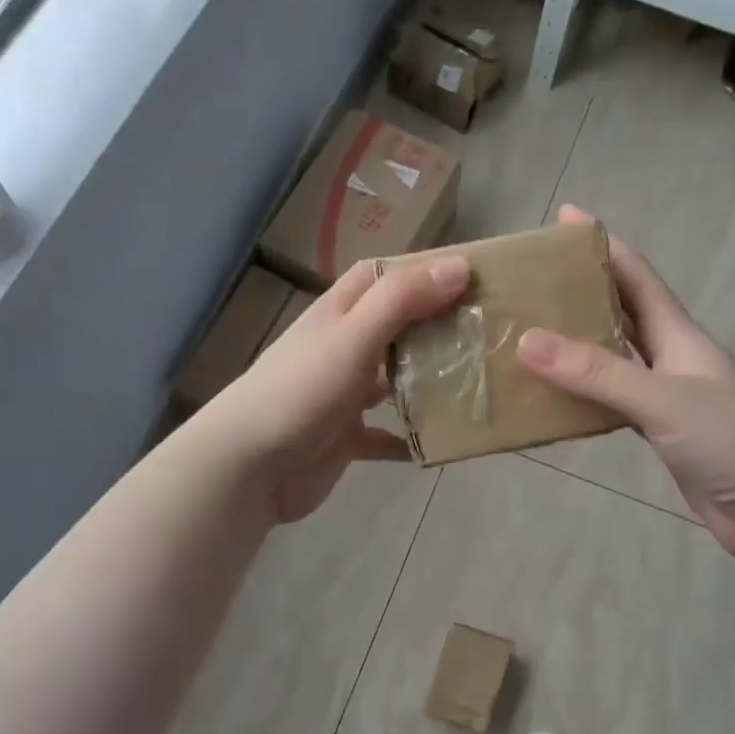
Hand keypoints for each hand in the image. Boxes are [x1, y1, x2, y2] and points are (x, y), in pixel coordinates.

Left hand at [202, 255, 468, 521]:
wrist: (249, 466)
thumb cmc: (301, 391)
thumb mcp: (353, 336)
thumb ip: (402, 301)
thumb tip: (459, 267)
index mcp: (339, 314)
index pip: (380, 277)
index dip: (419, 271)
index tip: (468, 277)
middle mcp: (342, 348)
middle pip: (395, 328)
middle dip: (435, 328)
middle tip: (485, 333)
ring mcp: (342, 395)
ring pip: (394, 381)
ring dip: (428, 383)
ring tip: (475, 384)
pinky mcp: (345, 438)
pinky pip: (386, 436)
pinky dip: (410, 438)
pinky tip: (441, 444)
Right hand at [516, 206, 734, 561]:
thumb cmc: (733, 440)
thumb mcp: (664, 399)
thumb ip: (598, 373)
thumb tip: (527, 341)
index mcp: (678, 334)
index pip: (635, 275)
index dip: (601, 245)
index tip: (563, 219)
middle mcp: (671, 358)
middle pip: (621, 313)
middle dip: (579, 292)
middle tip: (528, 285)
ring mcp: (667, 397)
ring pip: (614, 360)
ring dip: (576, 347)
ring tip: (526, 338)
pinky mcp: (662, 434)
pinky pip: (613, 404)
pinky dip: (584, 397)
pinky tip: (554, 401)